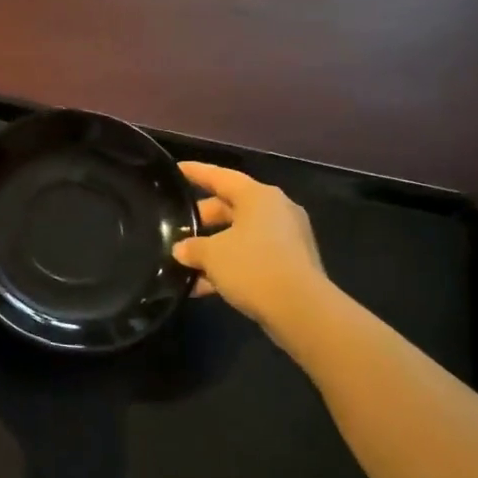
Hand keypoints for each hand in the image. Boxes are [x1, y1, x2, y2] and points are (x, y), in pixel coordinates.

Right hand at [173, 162, 327, 327]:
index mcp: (259, 197)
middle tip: (177, 228)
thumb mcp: (212, 255)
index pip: (221, 177)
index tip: (176, 169)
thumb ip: (192, 247)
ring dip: (214, 249)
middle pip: (231, 207)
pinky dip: (230, 266)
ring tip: (186, 264)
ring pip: (241, 235)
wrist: (300, 309)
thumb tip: (181, 249)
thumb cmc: (253, 266)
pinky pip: (253, 257)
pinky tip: (204, 287)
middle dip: (203, 219)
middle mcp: (276, 210)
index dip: (196, 172)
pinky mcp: (291, 264)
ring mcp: (287, 238)